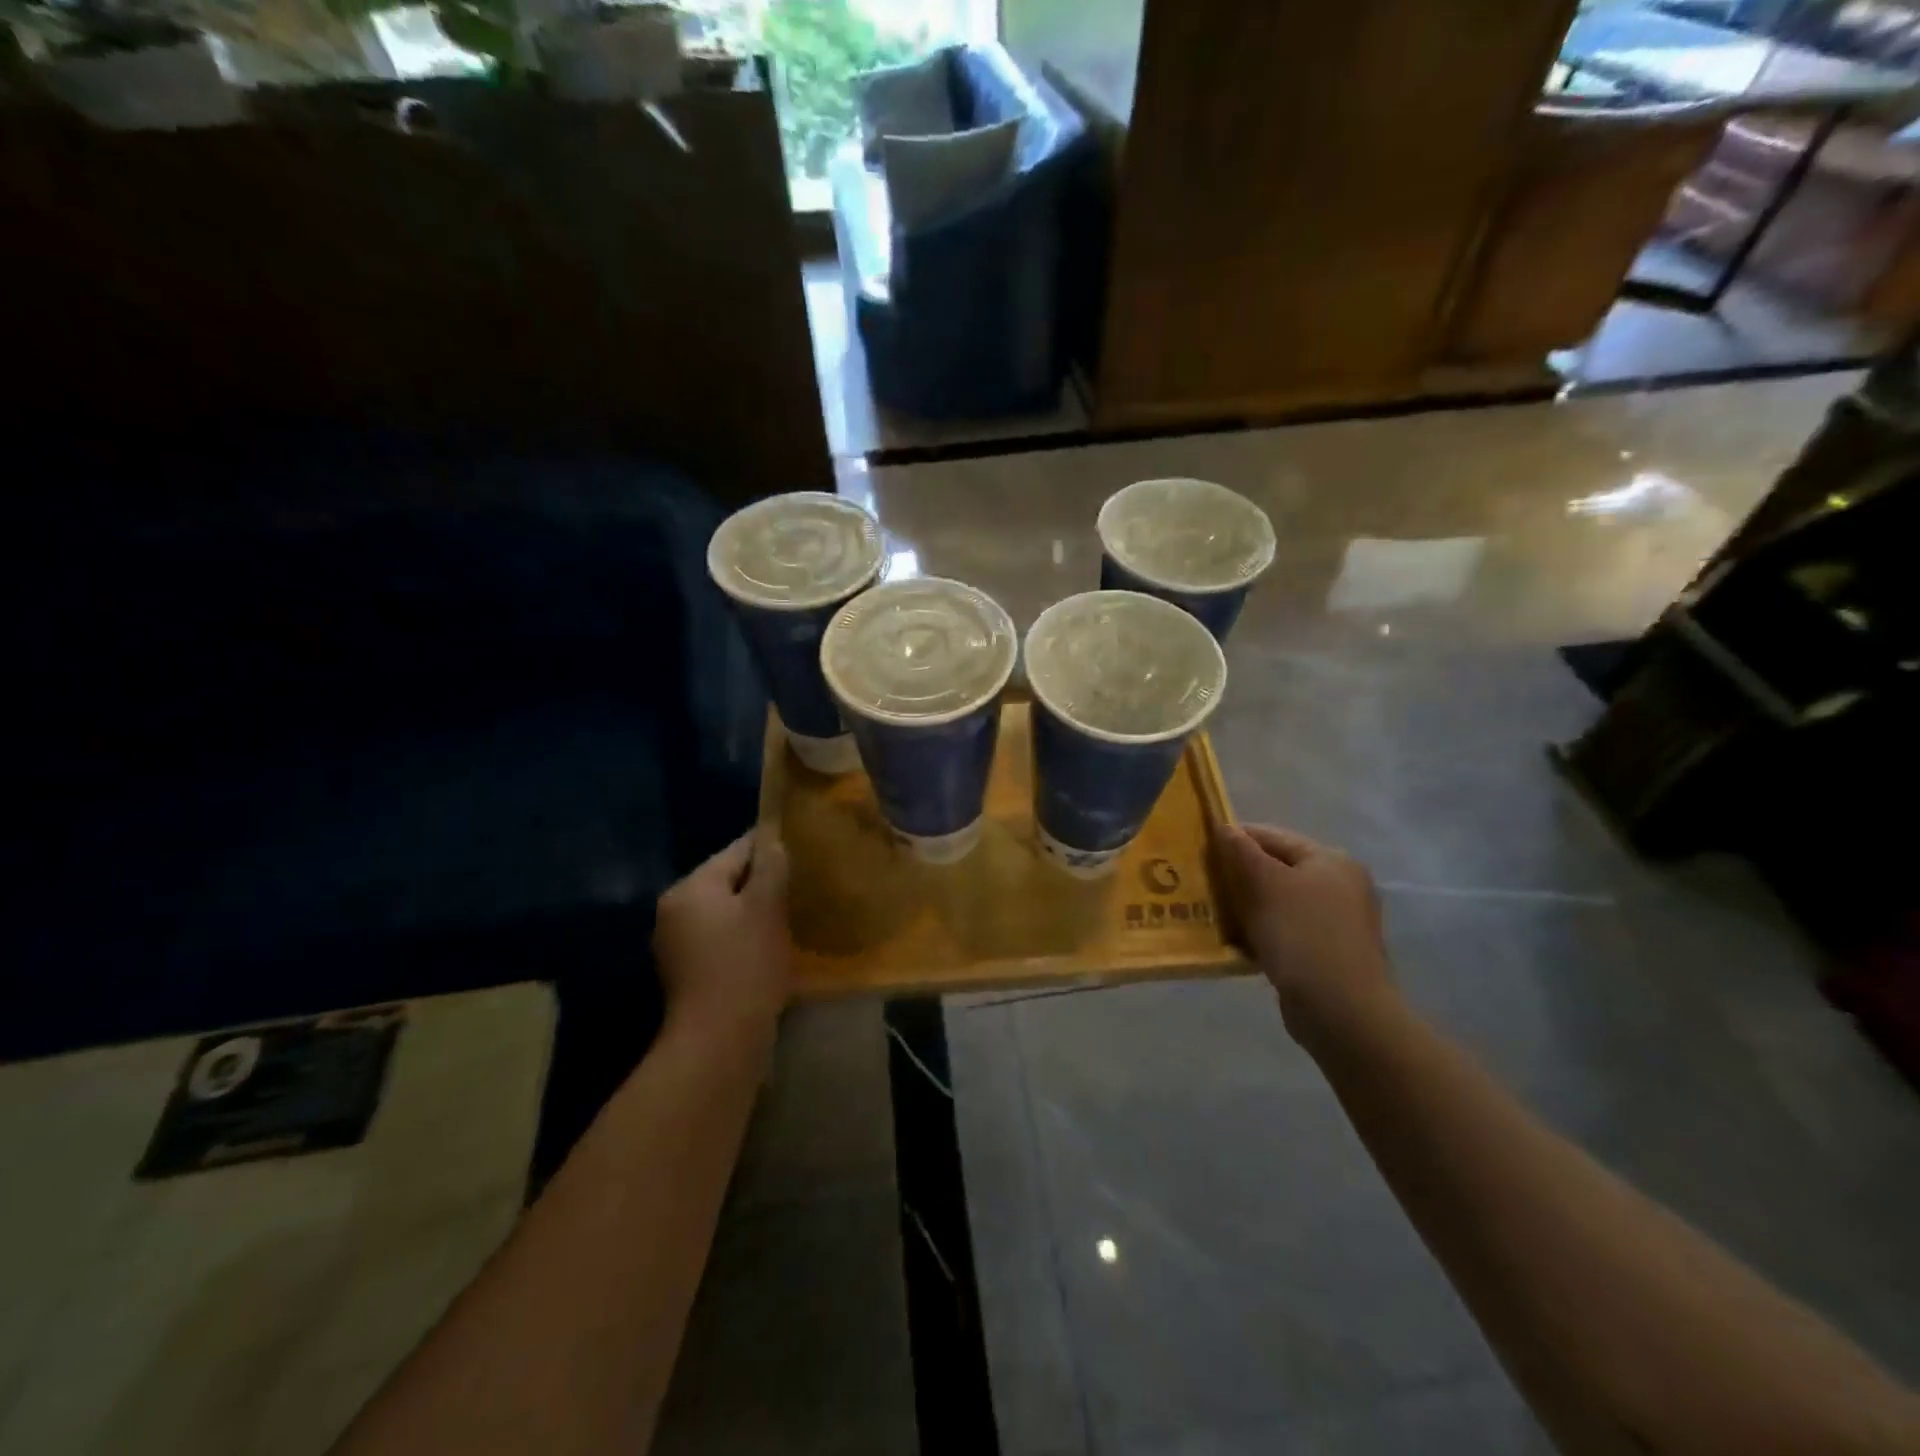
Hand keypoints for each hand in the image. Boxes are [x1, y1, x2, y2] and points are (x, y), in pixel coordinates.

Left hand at [652, 828, 791, 1043]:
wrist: (718, 1043)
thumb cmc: (745, 966)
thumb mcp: (766, 908)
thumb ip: (771, 867)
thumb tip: (773, 840)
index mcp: (691, 888)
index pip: (736, 850)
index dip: (771, 845)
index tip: (803, 847)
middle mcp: (674, 909)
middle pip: (727, 880)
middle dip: (763, 881)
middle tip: (802, 885)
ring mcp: (676, 943)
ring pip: (725, 910)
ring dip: (754, 910)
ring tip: (791, 915)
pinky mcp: (687, 972)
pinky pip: (720, 937)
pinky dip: (743, 936)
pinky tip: (769, 946)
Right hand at [1214, 822, 1396, 1045]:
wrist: (1342, 1011)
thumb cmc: (1302, 935)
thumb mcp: (1265, 884)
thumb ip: (1241, 851)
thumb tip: (1223, 826)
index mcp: (1330, 860)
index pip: (1273, 836)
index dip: (1234, 839)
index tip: (1200, 850)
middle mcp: (1339, 885)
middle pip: (1276, 868)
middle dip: (1239, 875)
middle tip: (1203, 884)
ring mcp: (1336, 921)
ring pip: (1278, 901)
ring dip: (1246, 906)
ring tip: (1213, 913)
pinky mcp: (1326, 952)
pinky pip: (1285, 931)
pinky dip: (1260, 932)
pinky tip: (1236, 943)